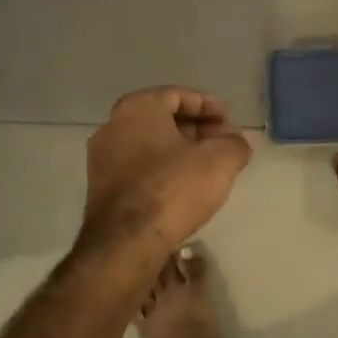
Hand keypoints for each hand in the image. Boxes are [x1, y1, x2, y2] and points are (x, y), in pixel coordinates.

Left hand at [80, 87, 252, 258]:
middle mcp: (113, 125)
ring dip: (179, 151)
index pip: (179, 95)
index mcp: (138, 107)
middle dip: (195, 129)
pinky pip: (138, 167)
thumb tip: (236, 142)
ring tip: (207, 168)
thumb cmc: (174, 188)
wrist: (126, 242)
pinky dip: (161, 169)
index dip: (209, 107)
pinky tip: (182, 187)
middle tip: (221, 144)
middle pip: (162, 118)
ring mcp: (101, 158)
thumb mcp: (220, 161)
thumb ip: (235, 144)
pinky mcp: (100, 187)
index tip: (230, 124)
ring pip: (149, 144)